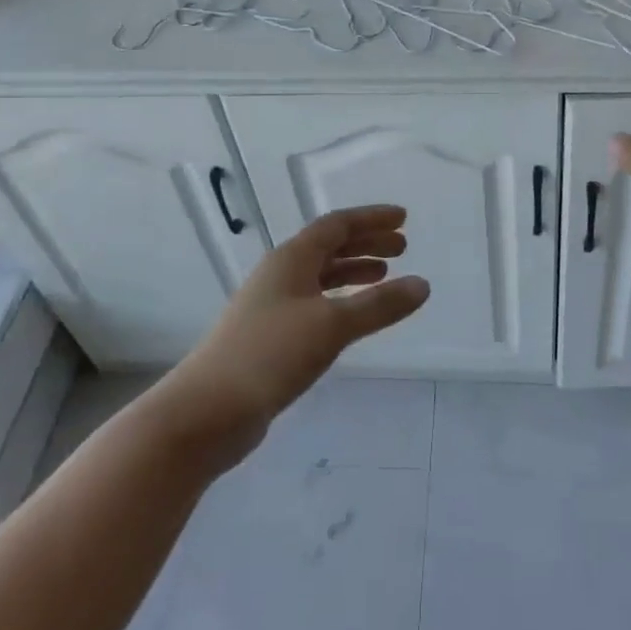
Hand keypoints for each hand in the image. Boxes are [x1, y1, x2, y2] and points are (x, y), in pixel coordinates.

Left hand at [160, 205, 429, 454]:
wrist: (208, 410)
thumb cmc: (271, 354)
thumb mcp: (332, 326)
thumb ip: (379, 305)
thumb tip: (423, 285)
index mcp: (291, 258)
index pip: (337, 225)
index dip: (371, 219)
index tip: (404, 218)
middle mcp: (281, 273)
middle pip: (328, 246)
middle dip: (366, 243)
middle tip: (402, 248)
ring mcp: (272, 305)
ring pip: (321, 275)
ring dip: (354, 270)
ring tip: (385, 276)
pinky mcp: (270, 335)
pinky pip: (314, 302)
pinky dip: (340, 299)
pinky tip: (352, 315)